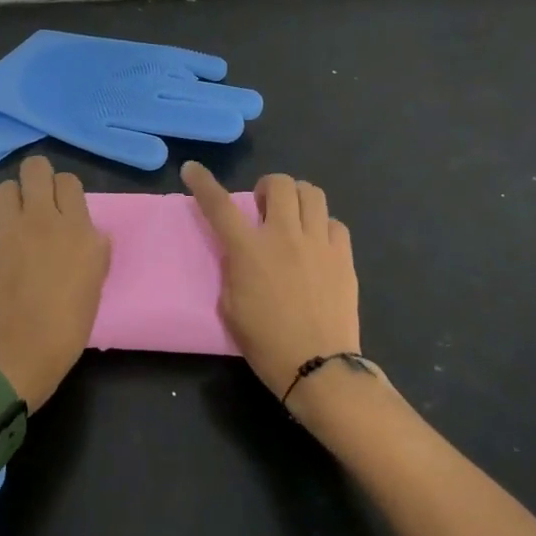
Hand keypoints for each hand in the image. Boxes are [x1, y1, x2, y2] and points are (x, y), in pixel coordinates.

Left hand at [0, 155, 109, 410]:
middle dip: (37, 178)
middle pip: (35, 168)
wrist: (18, 354)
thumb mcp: (95, 284)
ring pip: (5, 188)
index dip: (66, 192)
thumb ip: (94, 249)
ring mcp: (6, 229)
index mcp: (76, 228)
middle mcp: (40, 219)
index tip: (65, 209)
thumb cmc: (67, 325)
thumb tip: (90, 233)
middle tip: (39, 202)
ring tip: (16, 225)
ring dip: (13, 201)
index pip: (68, 180)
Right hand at [181, 162, 361, 403]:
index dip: (203, 183)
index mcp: (249, 250)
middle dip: (268, 187)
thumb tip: (243, 254)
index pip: (219, 205)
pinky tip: (318, 244)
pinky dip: (322, 226)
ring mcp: (318, 243)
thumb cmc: (266, 343)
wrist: (318, 366)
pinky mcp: (343, 256)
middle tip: (264, 208)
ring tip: (293, 216)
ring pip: (312, 193)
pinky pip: (334, 223)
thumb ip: (234, 271)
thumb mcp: (231, 307)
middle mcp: (284, 236)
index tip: (192, 169)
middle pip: (279, 183)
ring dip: (297, 198)